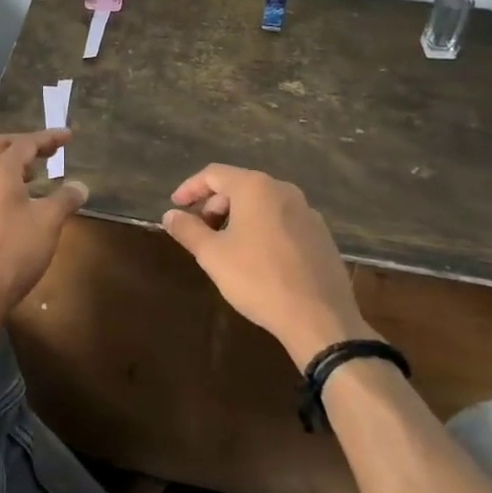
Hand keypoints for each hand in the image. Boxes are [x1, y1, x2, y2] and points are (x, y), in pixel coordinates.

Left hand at [0, 131, 87, 320]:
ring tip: (36, 173)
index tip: (68, 136)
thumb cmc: (15, 250)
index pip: (25, 143)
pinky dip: (3, 181)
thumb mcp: (48, 222)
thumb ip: (65, 199)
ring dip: (11, 162)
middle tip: (48, 150)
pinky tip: (18, 198)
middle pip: (0, 146)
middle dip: (25, 143)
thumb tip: (80, 185)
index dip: (48, 138)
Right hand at [162, 165, 376, 369]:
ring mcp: (307, 211)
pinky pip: (282, 220)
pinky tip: (257, 257)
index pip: (213, 174)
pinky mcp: (321, 234)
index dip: (190, 188)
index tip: (175, 206)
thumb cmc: (258, 279)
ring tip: (226, 244)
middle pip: (239, 185)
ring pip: (262, 203)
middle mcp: (283, 190)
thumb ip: (188, 230)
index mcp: (255, 187)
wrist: (320, 318)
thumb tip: (170, 215)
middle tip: (200, 229)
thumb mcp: (213, 255)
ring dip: (238, 216)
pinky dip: (262, 228)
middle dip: (214, 204)